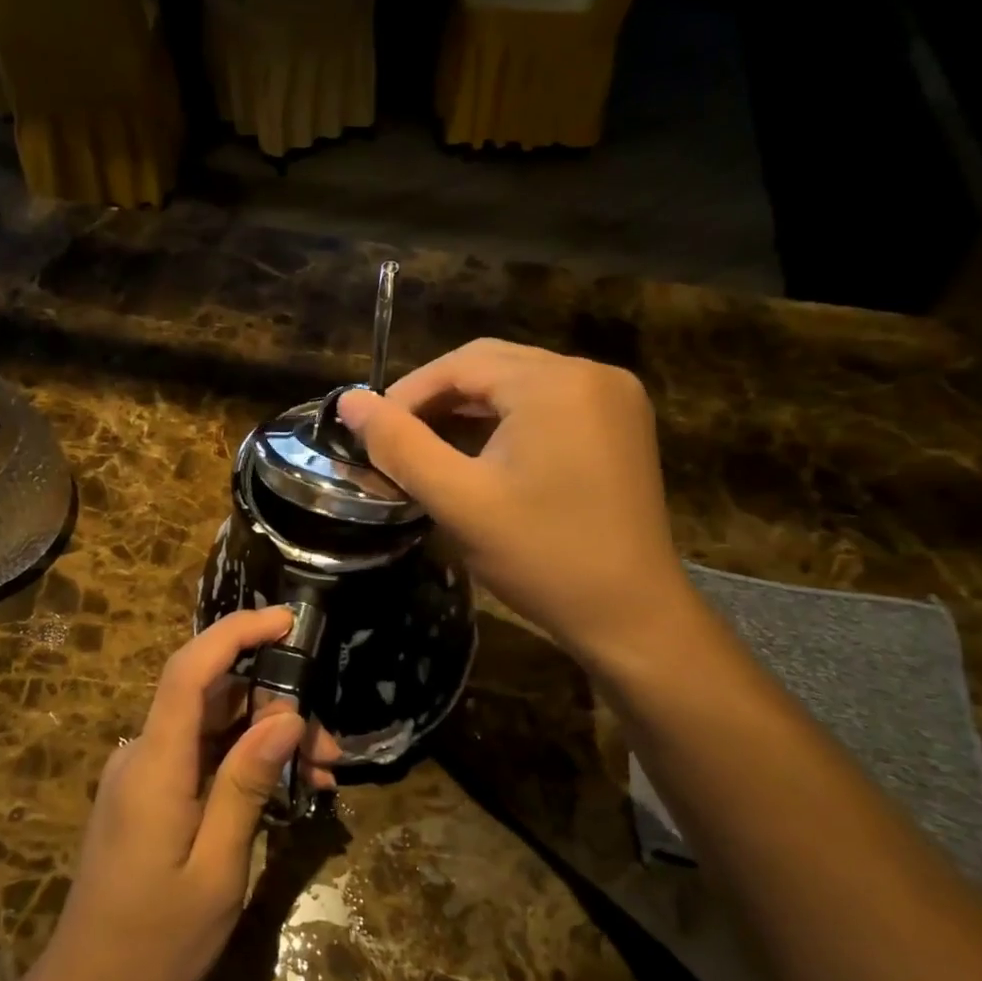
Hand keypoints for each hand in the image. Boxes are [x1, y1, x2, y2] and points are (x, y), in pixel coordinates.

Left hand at [40, 608, 340, 980]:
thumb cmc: (154, 944)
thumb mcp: (216, 870)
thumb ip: (246, 785)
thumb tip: (286, 716)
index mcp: (154, 764)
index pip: (190, 670)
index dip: (236, 632)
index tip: (287, 621)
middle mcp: (142, 753)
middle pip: (212, 698)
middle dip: (275, 705)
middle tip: (329, 747)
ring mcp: (143, 773)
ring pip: (211, 727)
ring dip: (266, 737)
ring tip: (321, 773)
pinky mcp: (148, 793)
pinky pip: (200, 755)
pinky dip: (243, 761)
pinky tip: (285, 788)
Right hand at [336, 339, 695, 672]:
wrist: (631, 616)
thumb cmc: (542, 557)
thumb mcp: (459, 501)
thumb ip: (399, 446)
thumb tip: (349, 401)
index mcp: (555, 383)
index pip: (462, 364)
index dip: (409, 393)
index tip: (372, 431)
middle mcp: (591, 374)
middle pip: (492, 366)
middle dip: (438, 397)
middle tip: (398, 440)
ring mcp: (614, 398)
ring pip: (519, 383)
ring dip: (470, 409)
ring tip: (430, 447)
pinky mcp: (621, 425)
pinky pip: (549, 403)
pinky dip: (507, 420)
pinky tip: (482, 454)